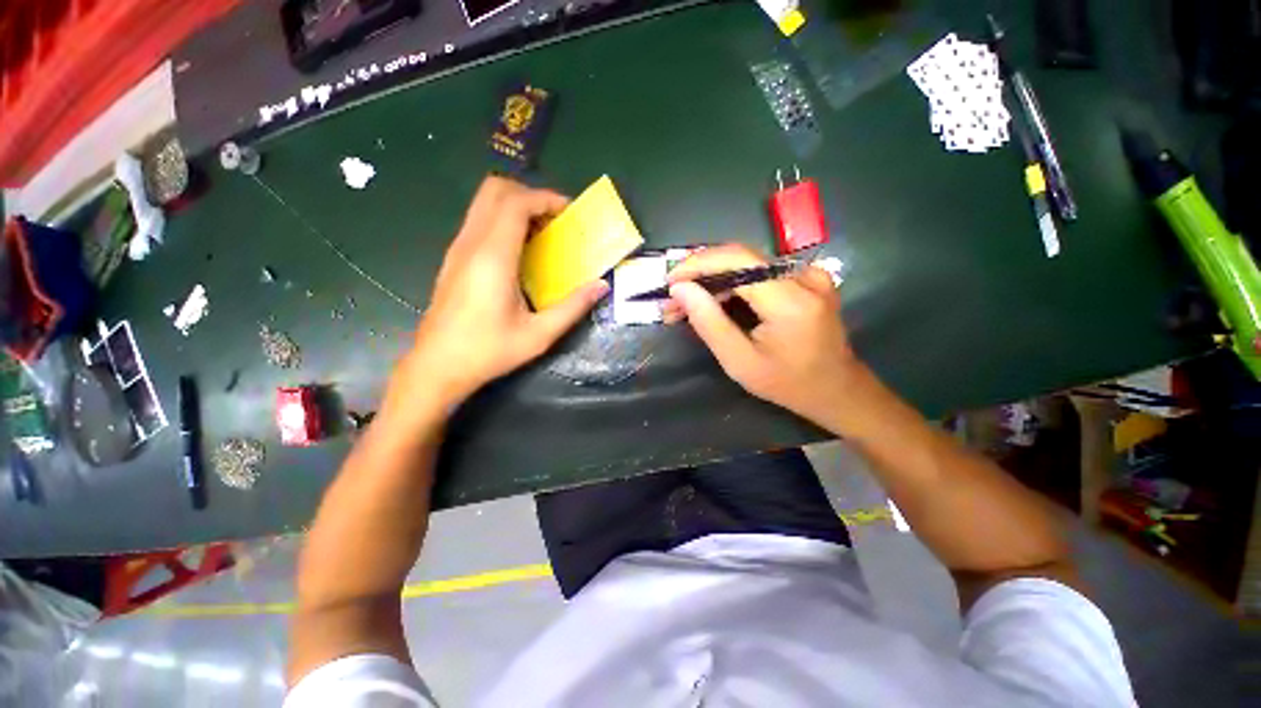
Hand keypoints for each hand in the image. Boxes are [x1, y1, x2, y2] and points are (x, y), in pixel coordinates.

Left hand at [406, 176, 608, 405]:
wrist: (437, 366)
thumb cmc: (488, 351)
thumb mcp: (539, 335)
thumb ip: (573, 307)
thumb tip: (601, 286)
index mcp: (493, 258)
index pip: (515, 203)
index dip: (545, 199)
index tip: (569, 212)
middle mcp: (471, 244)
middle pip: (495, 190)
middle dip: (530, 195)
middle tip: (555, 220)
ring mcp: (458, 248)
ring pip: (484, 202)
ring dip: (516, 206)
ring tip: (543, 233)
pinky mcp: (454, 258)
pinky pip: (479, 220)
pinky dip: (503, 220)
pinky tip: (521, 251)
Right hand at [665, 244, 862, 424]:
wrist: (836, 390)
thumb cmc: (787, 384)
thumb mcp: (739, 362)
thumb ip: (709, 323)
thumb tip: (680, 289)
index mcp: (790, 301)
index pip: (737, 260)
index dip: (698, 264)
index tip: (669, 280)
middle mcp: (805, 277)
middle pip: (741, 258)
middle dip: (701, 274)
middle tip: (673, 298)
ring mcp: (810, 274)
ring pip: (748, 264)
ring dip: (714, 279)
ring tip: (686, 302)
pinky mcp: (808, 278)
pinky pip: (761, 272)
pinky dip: (733, 283)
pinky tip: (714, 299)